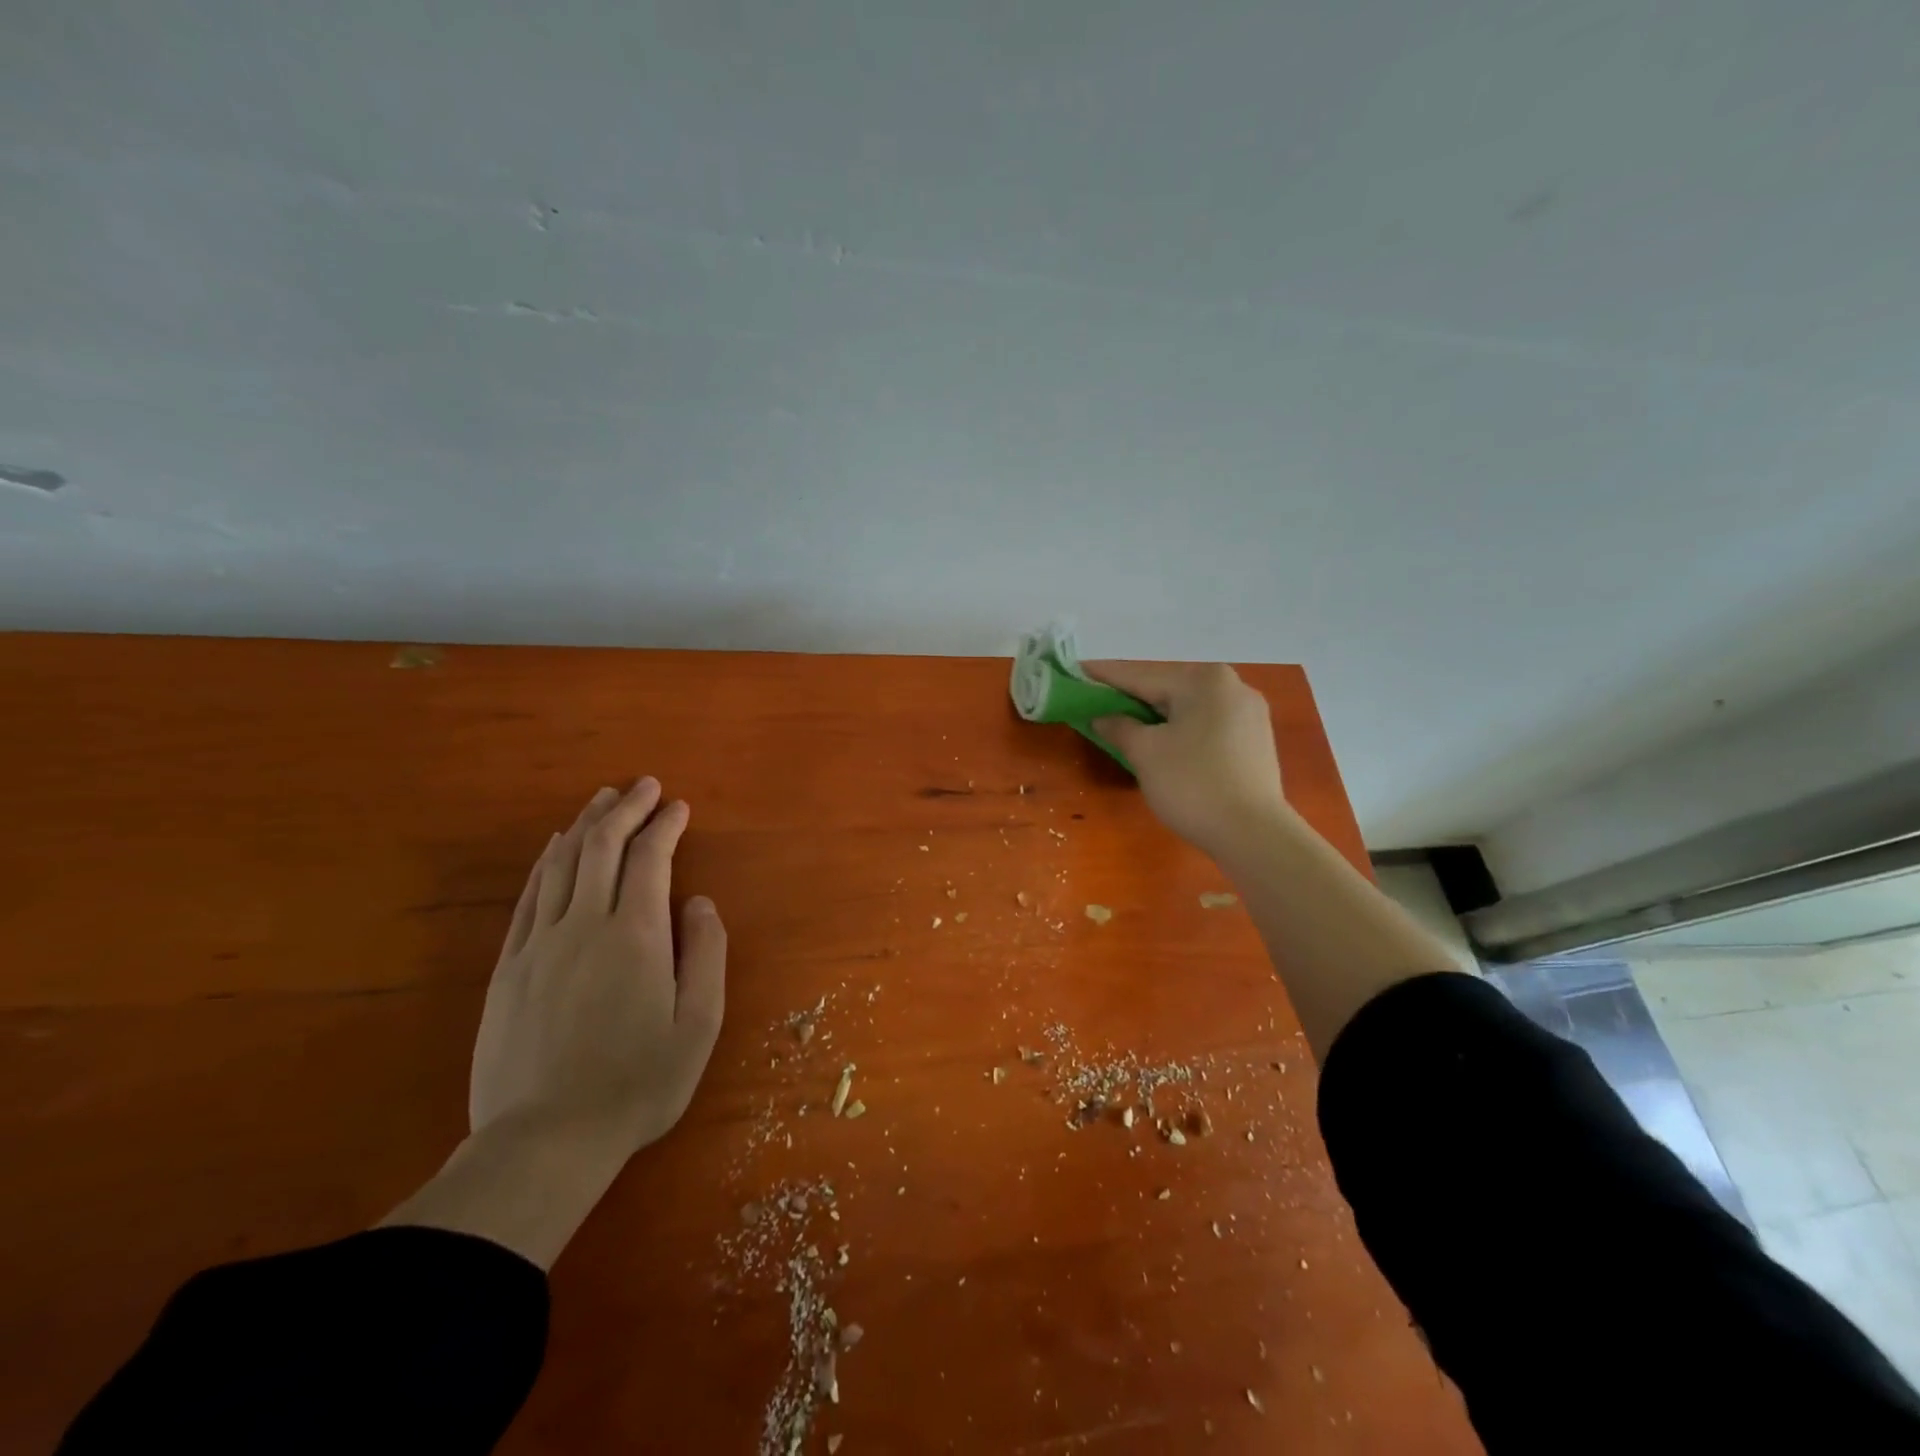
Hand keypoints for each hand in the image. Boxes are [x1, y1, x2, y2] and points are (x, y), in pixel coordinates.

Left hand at [471, 779, 726, 1156]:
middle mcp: (584, 924)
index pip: (650, 859)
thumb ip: (706, 954)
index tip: (679, 806)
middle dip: (626, 809)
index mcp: (635, 935)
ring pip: (560, 863)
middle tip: (644, 786)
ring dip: (585, 824)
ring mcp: (539, 943)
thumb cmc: (638, 1084)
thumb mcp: (699, 1025)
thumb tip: (698, 903)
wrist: (545, 1141)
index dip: (665, 825)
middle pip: (601, 846)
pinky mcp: (508, 966)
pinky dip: (546, 862)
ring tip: (603, 800)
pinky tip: (555, 848)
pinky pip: (528, 897)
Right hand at [1087, 662, 1287, 857]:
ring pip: (1187, 707)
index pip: (1139, 675)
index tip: (1075, 672)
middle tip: (1095, 701)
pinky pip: (1206, 724)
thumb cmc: (1192, 784)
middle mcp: (1231, 685)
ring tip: (1124, 721)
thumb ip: (1118, 726)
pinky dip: (1180, 728)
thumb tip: (1102, 716)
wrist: (1253, 834)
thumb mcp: (1144, 753)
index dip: (1103, 676)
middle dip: (1130, 696)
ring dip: (1155, 714)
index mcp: (1202, 680)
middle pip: (1166, 687)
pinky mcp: (1255, 739)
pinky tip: (1163, 740)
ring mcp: (1248, 712)